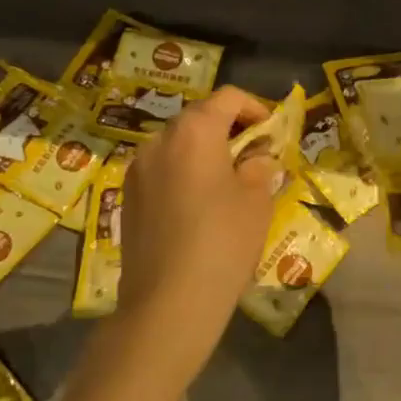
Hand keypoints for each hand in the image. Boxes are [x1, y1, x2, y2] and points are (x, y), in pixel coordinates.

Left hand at [110, 86, 279, 387]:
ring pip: (178, 146)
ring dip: (205, 153)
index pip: (228, 98)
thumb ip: (259, 166)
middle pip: (199, 118)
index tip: (272, 133)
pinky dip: (184, 175)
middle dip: (230, 131)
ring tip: (228, 184)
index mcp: (194, 131)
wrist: (168, 302)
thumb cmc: (222, 242)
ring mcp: (137, 170)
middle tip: (255, 158)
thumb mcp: (257, 200)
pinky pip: (162, 171)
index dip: (256, 109)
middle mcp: (159, 140)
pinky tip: (199, 208)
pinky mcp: (127, 198)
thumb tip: (256, 157)